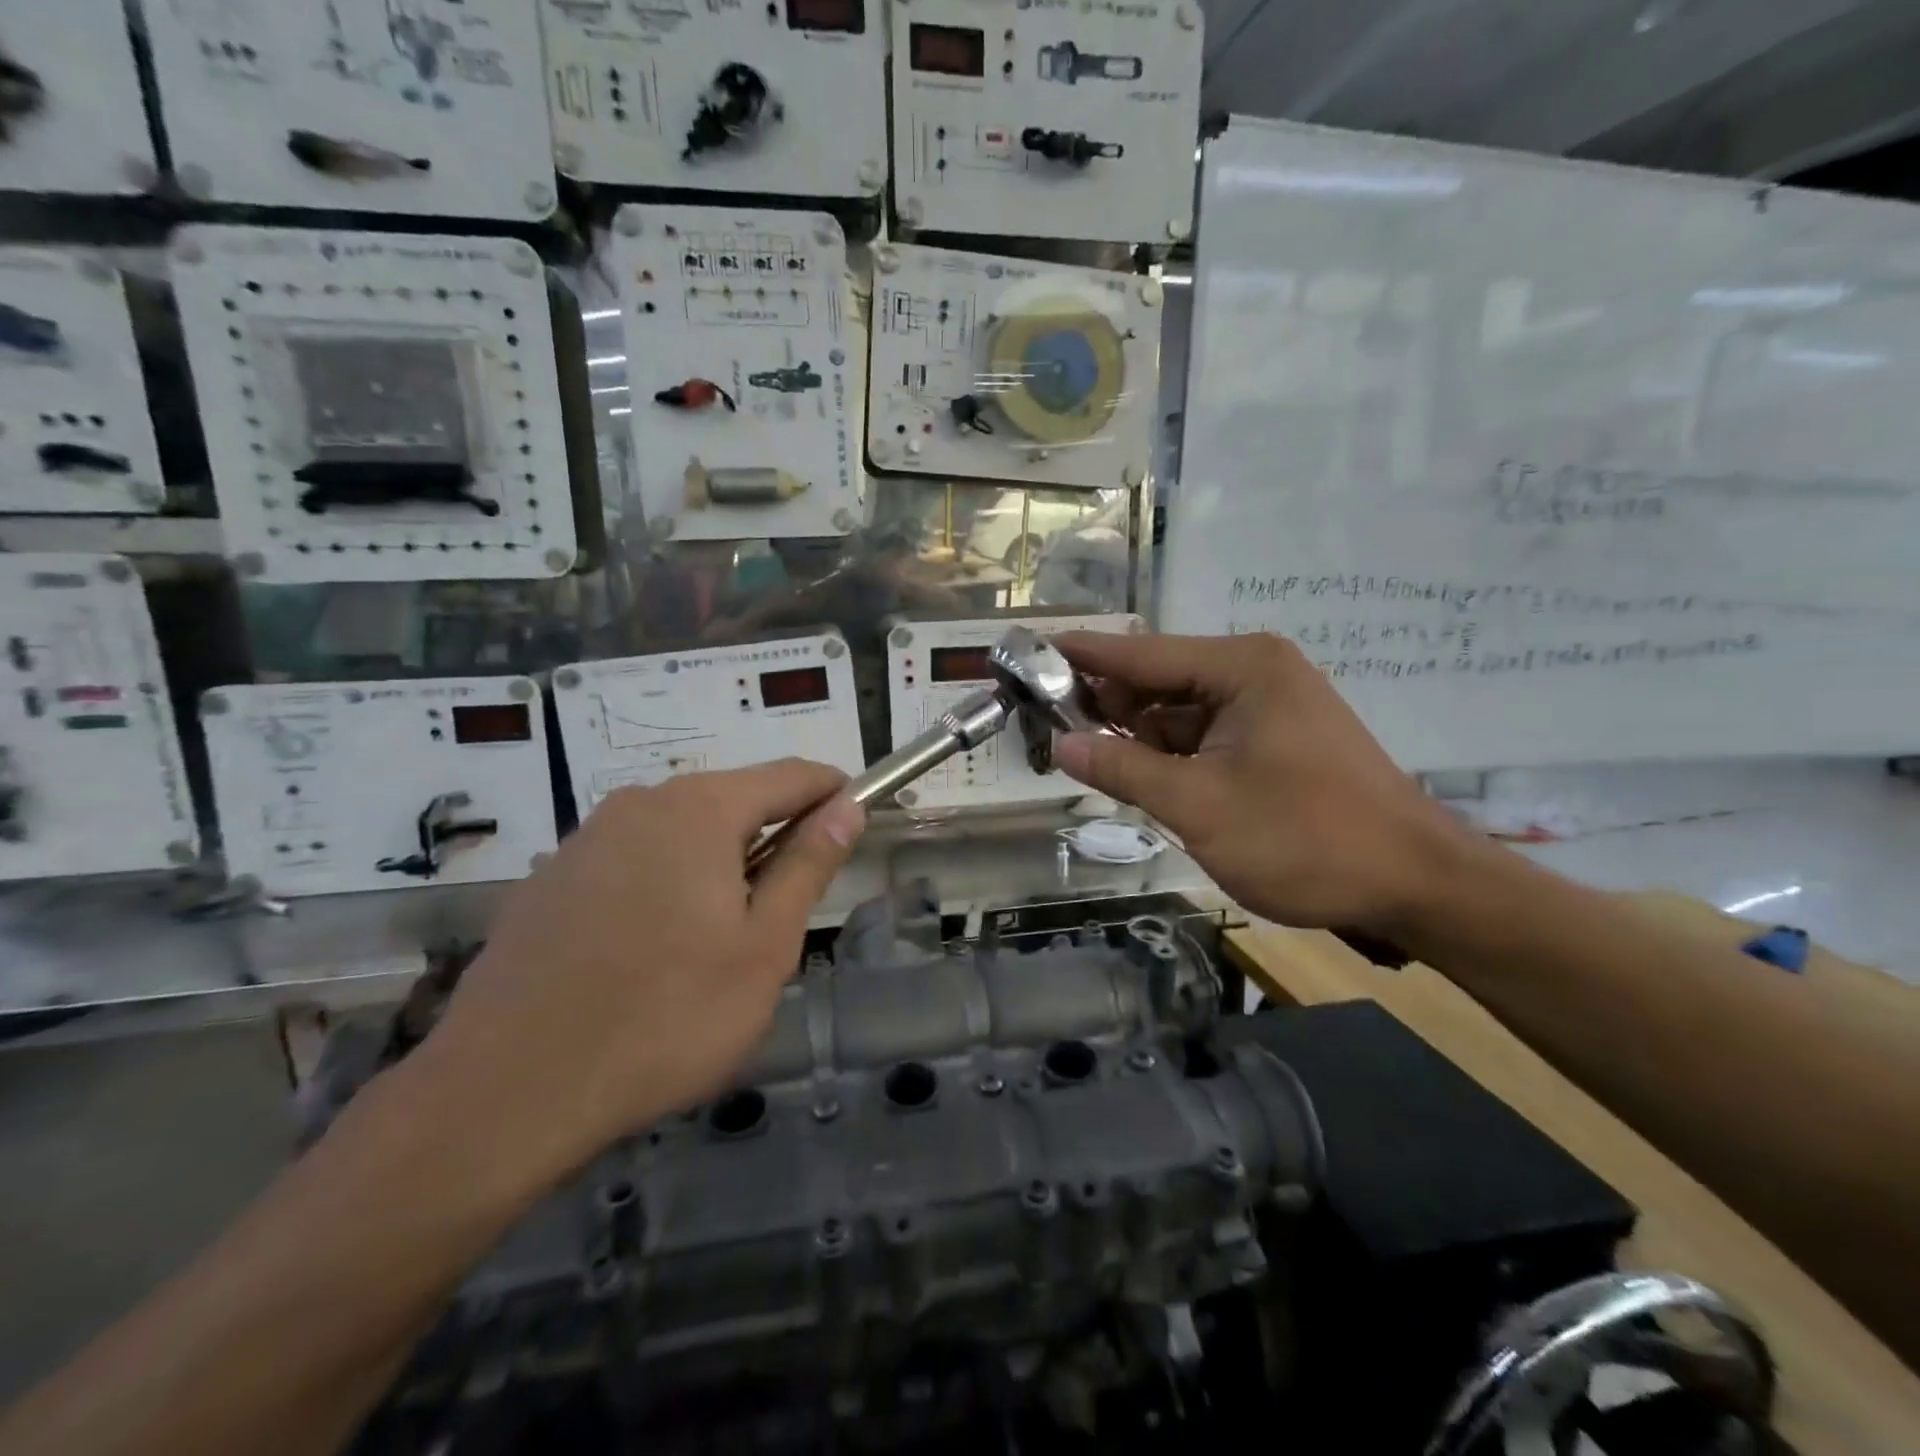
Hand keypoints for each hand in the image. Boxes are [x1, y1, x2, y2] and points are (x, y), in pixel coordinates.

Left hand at [419, 760, 864, 1184]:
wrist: (504, 1094)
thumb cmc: (666, 1018)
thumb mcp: (764, 947)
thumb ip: (808, 866)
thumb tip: (846, 808)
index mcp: (701, 808)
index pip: (792, 776)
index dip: (833, 795)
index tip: (856, 827)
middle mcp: (641, 803)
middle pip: (734, 800)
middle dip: (773, 838)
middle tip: (785, 913)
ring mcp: (587, 838)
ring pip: (682, 832)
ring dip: (718, 865)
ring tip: (718, 942)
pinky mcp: (550, 879)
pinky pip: (633, 861)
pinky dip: (666, 884)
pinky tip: (651, 953)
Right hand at [1052, 631, 1477, 934]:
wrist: (1415, 884)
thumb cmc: (1306, 839)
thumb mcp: (1199, 806)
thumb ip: (1123, 770)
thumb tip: (1060, 745)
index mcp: (1242, 668)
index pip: (1139, 654)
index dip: (1079, 656)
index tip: (1027, 652)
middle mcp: (1255, 671)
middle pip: (1158, 678)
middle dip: (1105, 702)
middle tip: (1046, 725)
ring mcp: (1270, 704)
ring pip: (1179, 710)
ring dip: (1136, 734)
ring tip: (1083, 755)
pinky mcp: (1276, 737)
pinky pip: (1205, 734)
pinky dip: (1169, 753)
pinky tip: (1137, 774)